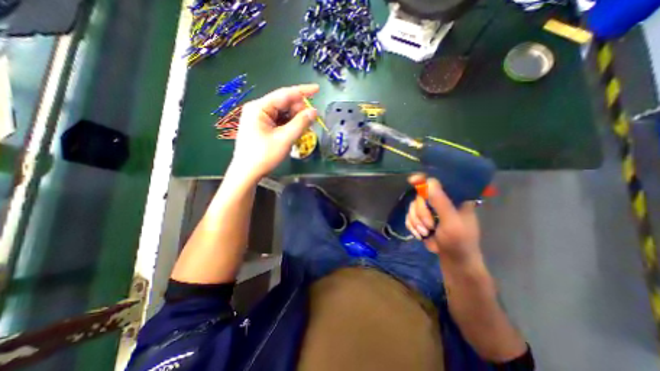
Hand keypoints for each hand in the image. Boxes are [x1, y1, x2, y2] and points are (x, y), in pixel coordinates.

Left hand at [227, 83, 319, 181]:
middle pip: (284, 103)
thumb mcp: (285, 139)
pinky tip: (295, 131)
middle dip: (299, 110)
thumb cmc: (264, 156)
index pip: (285, 94)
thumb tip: (314, 111)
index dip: (303, 91)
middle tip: (311, 121)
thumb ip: (300, 123)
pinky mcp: (261, 127)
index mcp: (259, 107)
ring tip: (304, 128)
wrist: (247, 173)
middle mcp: (258, 109)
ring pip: (282, 113)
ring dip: (295, 119)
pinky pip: (279, 121)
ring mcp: (259, 118)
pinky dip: (289, 125)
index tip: (318, 89)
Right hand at [406, 174, 483, 263]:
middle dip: (421, 213)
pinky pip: (409, 216)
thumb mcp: (451, 222)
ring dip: (416, 221)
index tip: (412, 180)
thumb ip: (440, 202)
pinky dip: (412, 225)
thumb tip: (429, 182)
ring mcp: (429, 210)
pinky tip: (419, 234)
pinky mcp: (421, 219)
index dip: (424, 180)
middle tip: (429, 226)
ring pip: (412, 206)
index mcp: (453, 198)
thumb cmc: (459, 241)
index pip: (437, 182)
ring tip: (425, 233)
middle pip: (420, 196)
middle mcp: (440, 201)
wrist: (453, 260)